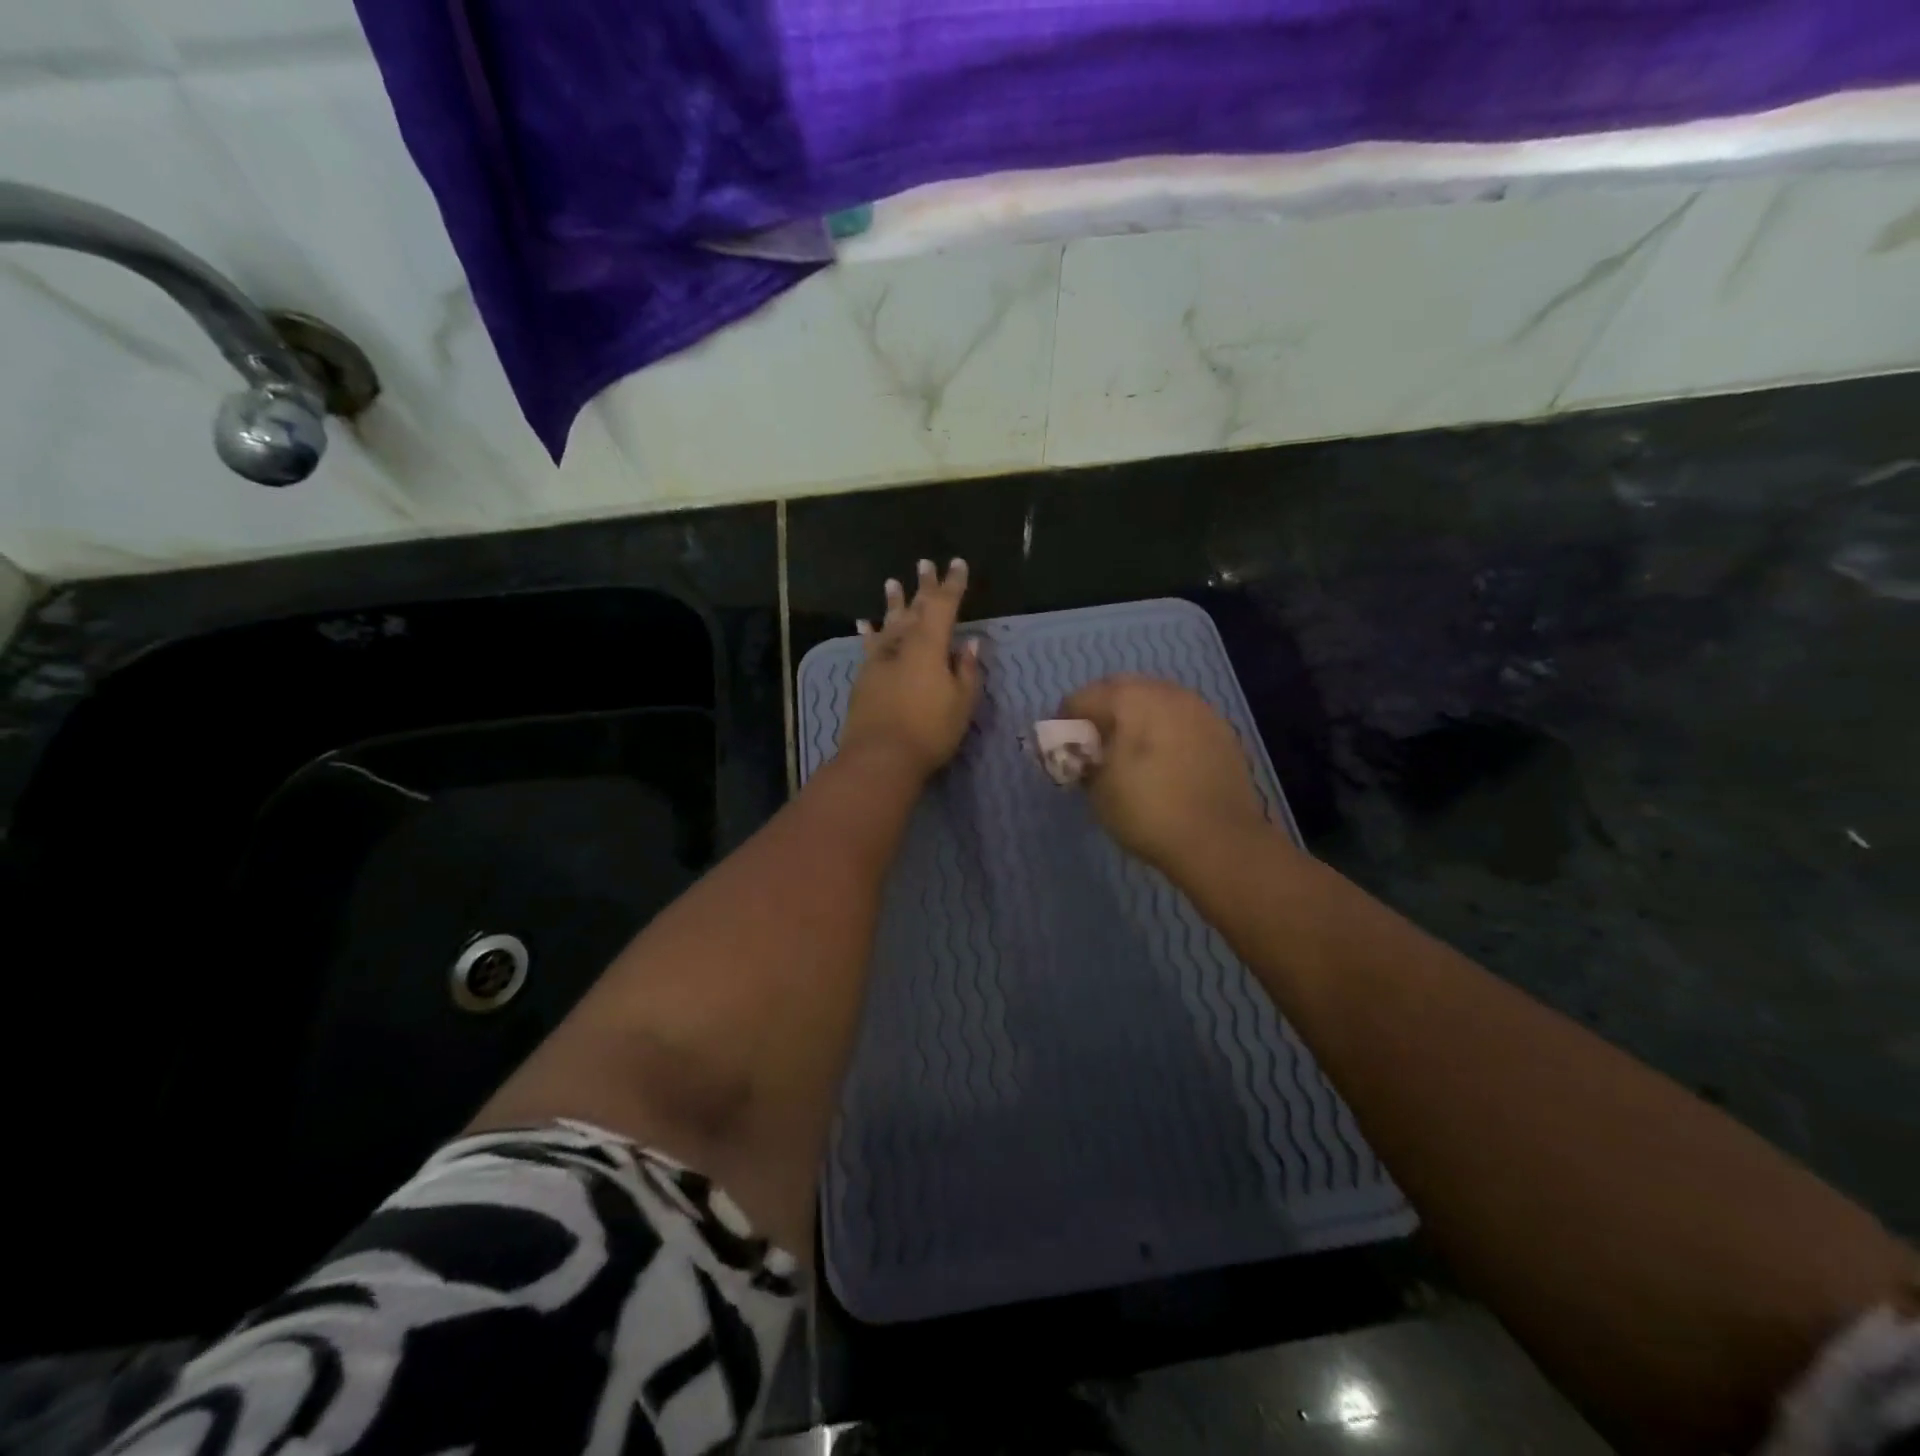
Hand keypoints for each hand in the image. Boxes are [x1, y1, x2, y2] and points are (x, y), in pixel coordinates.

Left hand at [840, 558, 981, 780]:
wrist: (880, 756)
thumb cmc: (930, 730)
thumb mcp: (961, 702)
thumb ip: (965, 670)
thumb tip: (969, 645)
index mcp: (930, 644)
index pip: (944, 605)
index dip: (953, 584)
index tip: (958, 564)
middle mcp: (902, 643)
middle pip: (914, 607)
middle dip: (923, 586)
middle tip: (925, 564)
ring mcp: (879, 659)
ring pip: (888, 622)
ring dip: (893, 602)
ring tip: (892, 582)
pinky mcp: (864, 677)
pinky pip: (868, 646)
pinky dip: (869, 633)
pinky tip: (863, 624)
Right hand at [1060, 674, 1273, 876]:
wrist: (1220, 841)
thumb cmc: (1148, 812)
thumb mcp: (1098, 791)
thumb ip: (1082, 762)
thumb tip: (1082, 756)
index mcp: (1129, 700)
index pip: (1081, 698)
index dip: (1063, 722)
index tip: (1059, 748)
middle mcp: (1165, 692)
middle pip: (1120, 689)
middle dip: (1101, 711)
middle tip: (1092, 745)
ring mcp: (1199, 708)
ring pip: (1155, 699)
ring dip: (1135, 717)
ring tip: (1128, 751)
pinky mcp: (1221, 730)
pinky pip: (1181, 718)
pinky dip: (1165, 729)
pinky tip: (1162, 759)